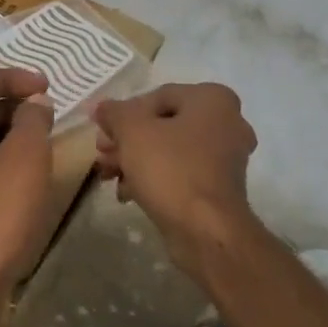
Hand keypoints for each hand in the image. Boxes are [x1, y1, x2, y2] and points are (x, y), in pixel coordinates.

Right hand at [94, 83, 258, 278]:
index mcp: (212, 99)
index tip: (101, 132)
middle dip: (127, 140)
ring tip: (108, 176)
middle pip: (163, 124)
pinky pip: (181, 173)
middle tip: (101, 155)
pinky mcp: (219, 187)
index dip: (123, 113)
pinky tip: (127, 193)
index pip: (157, 96)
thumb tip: (100, 106)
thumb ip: (113, 113)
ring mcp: (226, 157)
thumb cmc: (170, 169)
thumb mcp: (132, 132)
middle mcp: (227, 122)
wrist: (206, 230)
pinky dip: (154, 178)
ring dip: (135, 160)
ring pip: (170, 150)